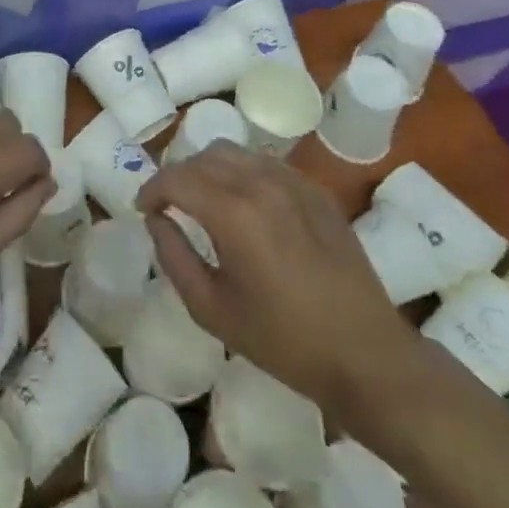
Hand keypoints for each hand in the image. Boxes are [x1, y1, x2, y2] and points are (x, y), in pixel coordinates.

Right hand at [135, 142, 413, 415]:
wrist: (365, 354)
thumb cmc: (284, 340)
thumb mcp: (213, 310)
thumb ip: (174, 257)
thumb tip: (156, 220)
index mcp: (232, 212)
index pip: (177, 177)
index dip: (152, 188)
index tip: (143, 208)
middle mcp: (259, 182)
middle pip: (203, 157)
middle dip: (179, 176)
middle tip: (170, 206)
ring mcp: (291, 180)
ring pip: (234, 152)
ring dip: (209, 169)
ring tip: (204, 200)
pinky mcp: (313, 188)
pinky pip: (264, 164)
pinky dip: (242, 173)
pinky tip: (245, 204)